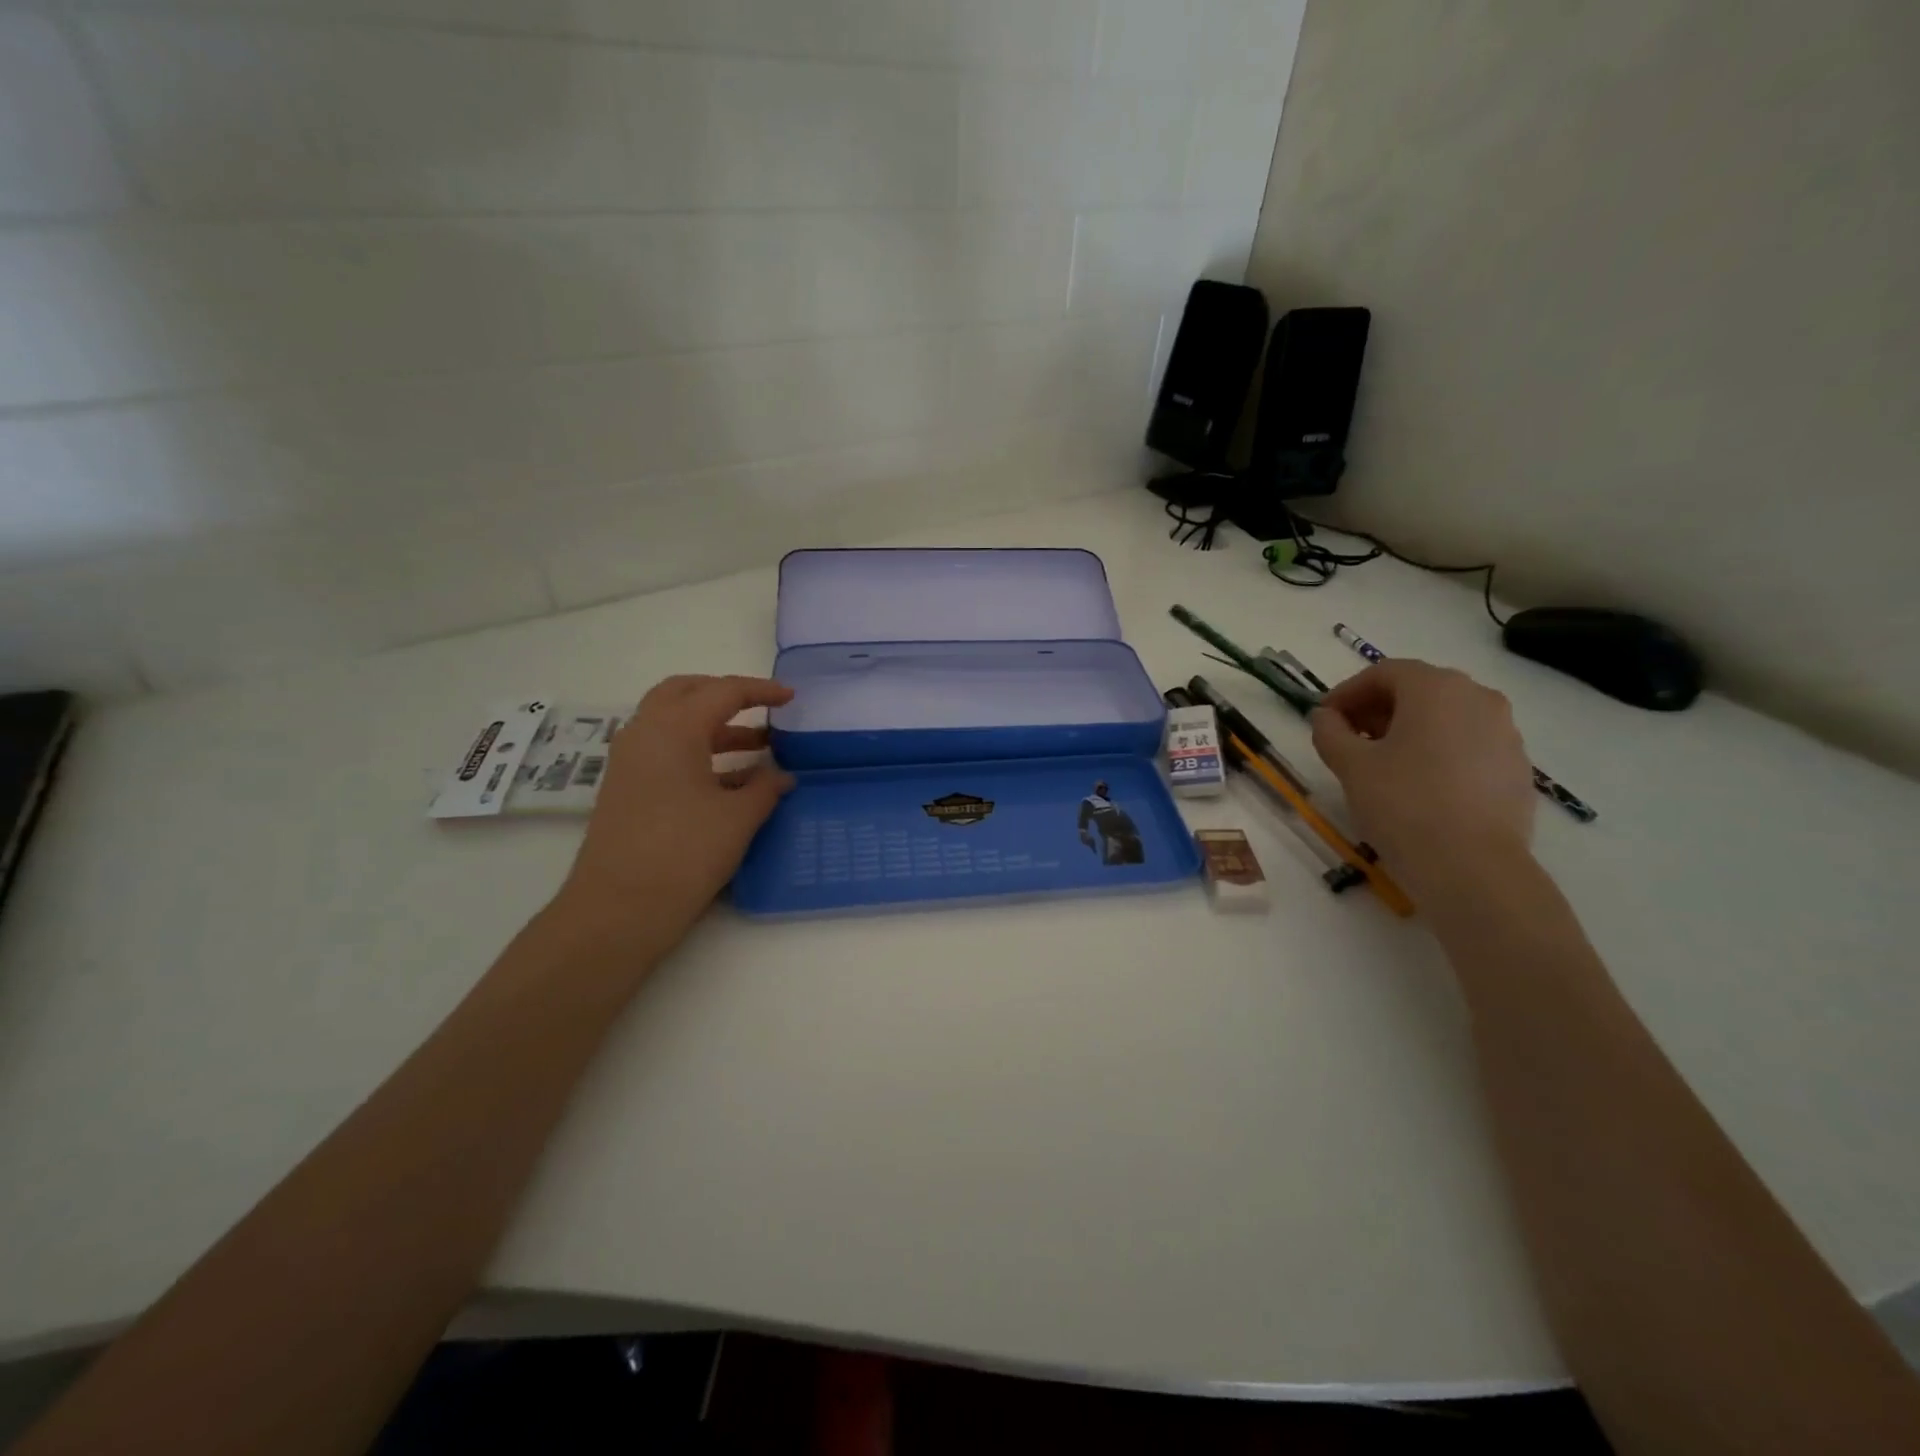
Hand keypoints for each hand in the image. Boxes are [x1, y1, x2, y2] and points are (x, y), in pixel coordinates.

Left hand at [551, 675, 795, 951]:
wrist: (618, 909)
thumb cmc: (684, 853)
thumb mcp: (738, 818)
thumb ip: (765, 788)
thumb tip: (782, 776)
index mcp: (674, 728)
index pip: (723, 691)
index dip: (761, 691)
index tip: (791, 697)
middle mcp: (645, 733)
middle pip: (686, 692)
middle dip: (725, 694)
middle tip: (760, 708)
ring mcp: (629, 761)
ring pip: (672, 722)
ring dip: (713, 726)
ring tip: (757, 747)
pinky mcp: (626, 788)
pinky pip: (664, 750)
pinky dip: (697, 751)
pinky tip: (730, 780)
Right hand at [1310, 661, 1535, 901]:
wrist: (1473, 866)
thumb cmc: (1403, 803)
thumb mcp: (1350, 765)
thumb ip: (1330, 731)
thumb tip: (1326, 716)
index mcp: (1436, 688)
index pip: (1384, 673)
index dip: (1347, 692)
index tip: (1324, 718)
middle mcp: (1478, 697)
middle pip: (1418, 690)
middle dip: (1378, 709)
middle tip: (1348, 738)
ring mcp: (1505, 732)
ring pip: (1446, 717)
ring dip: (1409, 729)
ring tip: (1382, 763)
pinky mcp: (1517, 766)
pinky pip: (1468, 744)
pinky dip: (1438, 751)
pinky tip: (1419, 785)